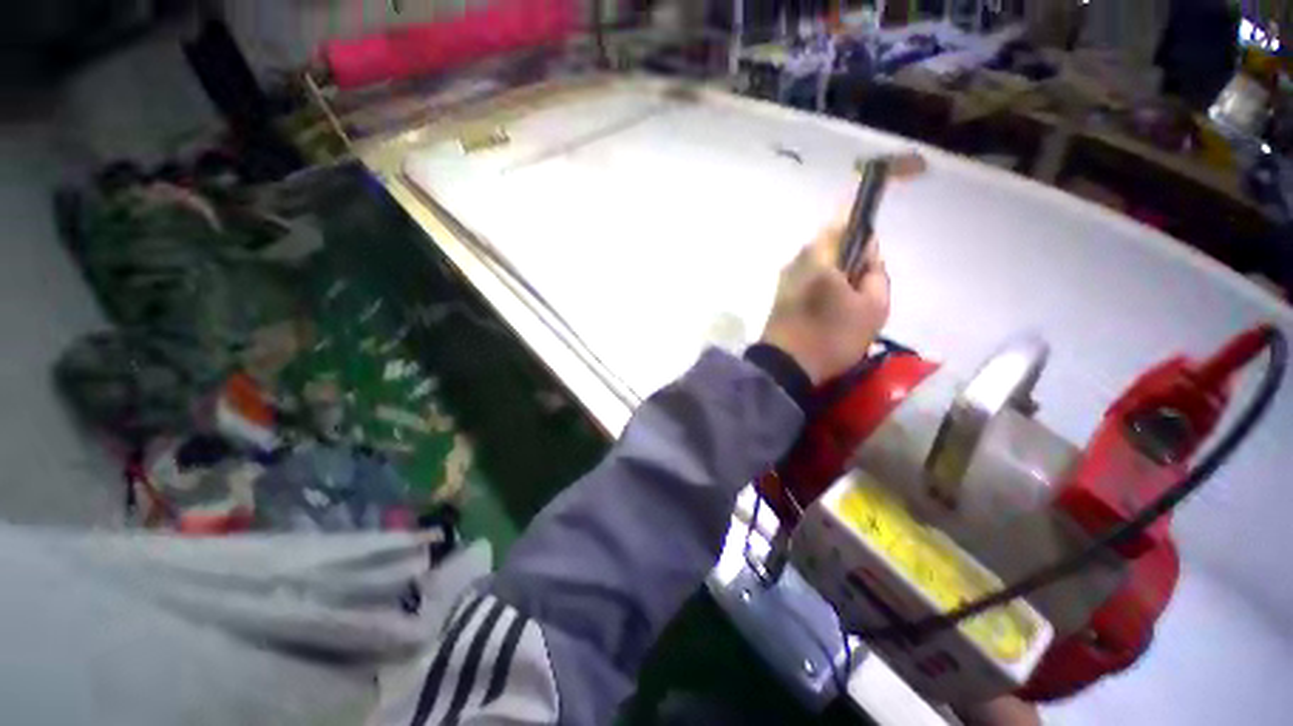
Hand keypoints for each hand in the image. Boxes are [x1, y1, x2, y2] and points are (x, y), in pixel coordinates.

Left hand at [760, 214, 890, 385]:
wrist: (784, 368)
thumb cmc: (832, 337)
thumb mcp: (874, 307)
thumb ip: (877, 272)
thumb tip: (868, 253)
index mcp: (820, 256)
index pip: (845, 220)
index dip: (863, 228)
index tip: (870, 254)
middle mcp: (797, 260)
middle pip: (832, 243)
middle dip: (851, 258)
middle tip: (862, 289)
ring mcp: (784, 278)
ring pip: (819, 263)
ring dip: (836, 275)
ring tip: (846, 306)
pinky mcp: (779, 295)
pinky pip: (807, 279)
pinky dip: (822, 287)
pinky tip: (828, 312)